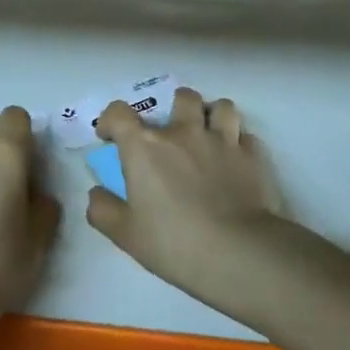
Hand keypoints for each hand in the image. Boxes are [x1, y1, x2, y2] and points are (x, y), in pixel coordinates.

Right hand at [87, 88, 285, 316]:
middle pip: (181, 97)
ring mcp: (223, 140)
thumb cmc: (174, 242)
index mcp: (146, 146)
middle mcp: (184, 132)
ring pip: (221, 107)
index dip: (111, 120)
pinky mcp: (253, 156)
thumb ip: (103, 210)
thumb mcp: (125, 235)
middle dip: (174, 107)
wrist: (238, 252)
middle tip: (171, 132)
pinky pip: (245, 136)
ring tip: (209, 136)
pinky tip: (235, 162)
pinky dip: (238, 144)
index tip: (111, 137)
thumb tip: (96, 193)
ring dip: (212, 116)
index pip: (119, 112)